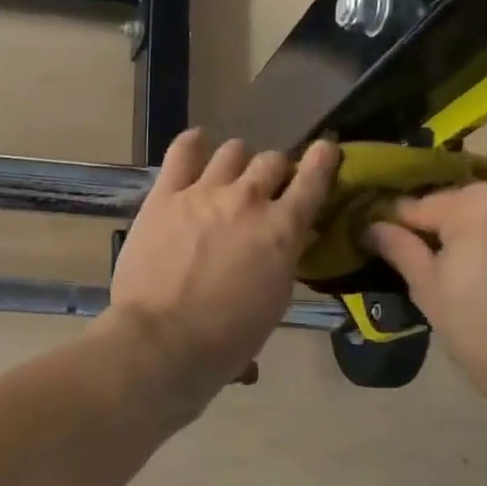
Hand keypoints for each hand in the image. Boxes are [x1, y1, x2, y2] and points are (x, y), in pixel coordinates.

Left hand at [100, 129, 338, 407]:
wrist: (162, 339)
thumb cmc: (224, 340)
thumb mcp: (273, 303)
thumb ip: (282, 262)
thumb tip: (283, 244)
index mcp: (283, 230)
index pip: (313, 179)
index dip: (322, 160)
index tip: (324, 150)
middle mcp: (248, 200)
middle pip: (271, 160)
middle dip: (274, 171)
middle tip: (265, 188)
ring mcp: (204, 192)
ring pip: (232, 150)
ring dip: (237, 160)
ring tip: (228, 174)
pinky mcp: (165, 195)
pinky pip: (182, 151)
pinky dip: (193, 145)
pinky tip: (195, 147)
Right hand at [364, 182, 486, 400]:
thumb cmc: (483, 331)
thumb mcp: (428, 288)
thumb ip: (399, 247)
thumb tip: (371, 225)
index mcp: (477, 203)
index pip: (421, 205)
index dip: (400, 225)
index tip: (386, 240)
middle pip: (466, 201)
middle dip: (450, 225)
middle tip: (443, 263)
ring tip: (486, 266)